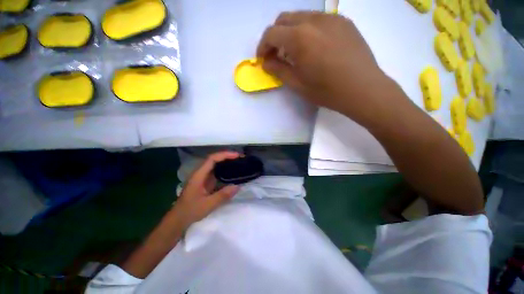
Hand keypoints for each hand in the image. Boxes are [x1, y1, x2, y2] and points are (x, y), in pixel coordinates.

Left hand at [171, 151, 240, 228]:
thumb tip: (238, 186)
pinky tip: (231, 172)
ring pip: (215, 165)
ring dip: (226, 162)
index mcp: (199, 175)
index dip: (224, 155)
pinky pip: (216, 172)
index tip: (237, 156)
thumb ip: (223, 195)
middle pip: (214, 159)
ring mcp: (202, 177)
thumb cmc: (190, 211)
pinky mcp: (205, 182)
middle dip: (227, 156)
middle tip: (240, 158)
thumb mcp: (208, 205)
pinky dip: (224, 170)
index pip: (212, 159)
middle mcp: (200, 173)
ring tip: (238, 163)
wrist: (178, 219)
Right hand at [257, 11, 400, 125]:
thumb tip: (266, 62)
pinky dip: (307, 30)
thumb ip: (278, 70)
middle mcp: (314, 20)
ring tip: (294, 52)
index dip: (263, 46)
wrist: (363, 89)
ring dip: (291, 32)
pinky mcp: (343, 22)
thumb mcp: (297, 84)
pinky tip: (313, 47)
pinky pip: (318, 20)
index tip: (263, 59)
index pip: (271, 33)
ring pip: (301, 17)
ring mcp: (331, 18)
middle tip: (276, 54)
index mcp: (300, 37)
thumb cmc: (326, 91)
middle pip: (284, 19)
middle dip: (275, 36)